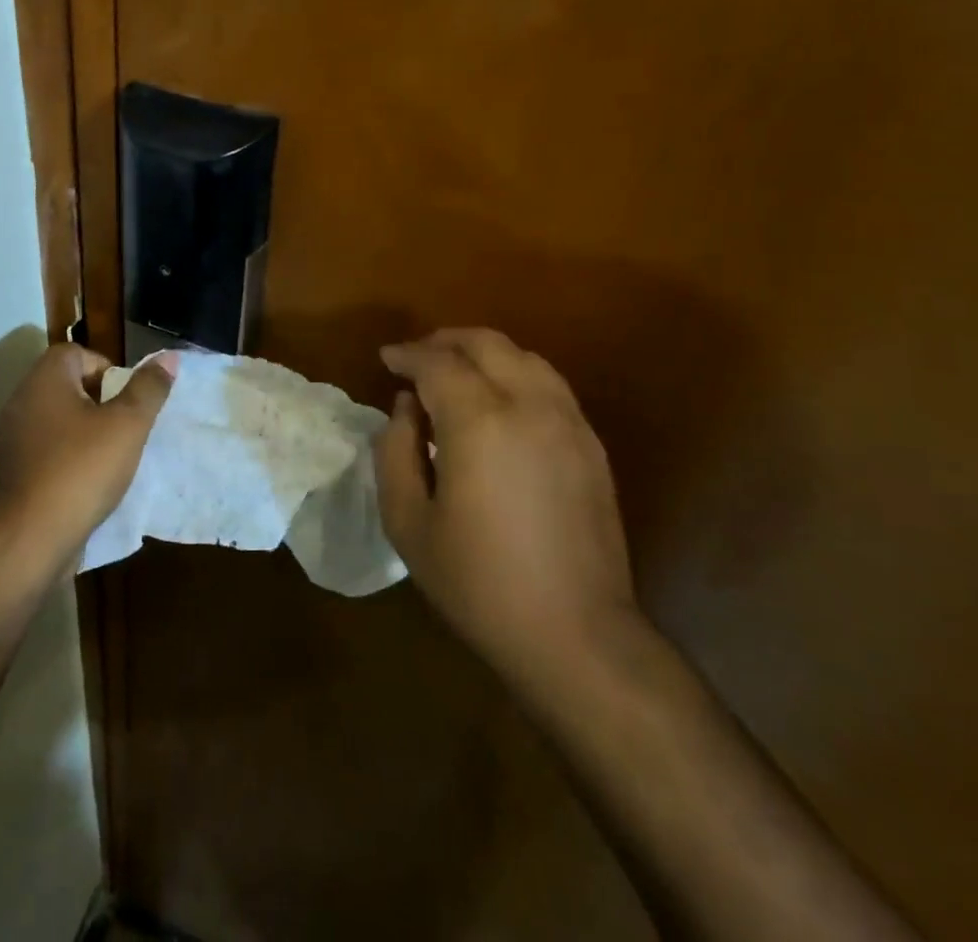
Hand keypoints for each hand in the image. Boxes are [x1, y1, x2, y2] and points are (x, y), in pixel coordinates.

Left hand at [0, 343, 176, 575]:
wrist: (30, 540)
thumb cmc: (82, 470)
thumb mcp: (127, 425)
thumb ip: (148, 388)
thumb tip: (168, 357)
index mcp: (44, 382)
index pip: (74, 352)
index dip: (104, 367)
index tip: (124, 397)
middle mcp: (21, 402)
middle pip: (63, 383)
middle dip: (97, 399)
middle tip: (122, 424)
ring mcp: (10, 438)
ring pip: (54, 417)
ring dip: (82, 429)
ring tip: (108, 454)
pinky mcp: (10, 471)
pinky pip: (43, 448)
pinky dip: (65, 454)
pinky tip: (85, 480)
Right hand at [374, 328, 637, 684]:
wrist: (577, 636)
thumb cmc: (479, 583)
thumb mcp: (408, 522)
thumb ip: (395, 451)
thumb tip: (407, 408)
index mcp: (480, 422)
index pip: (437, 362)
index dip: (407, 355)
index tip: (386, 359)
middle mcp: (529, 406)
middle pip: (485, 344)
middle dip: (445, 341)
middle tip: (417, 358)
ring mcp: (568, 422)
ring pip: (524, 356)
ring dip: (484, 352)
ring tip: (456, 371)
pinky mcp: (591, 444)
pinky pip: (549, 384)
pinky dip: (516, 373)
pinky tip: (499, 401)